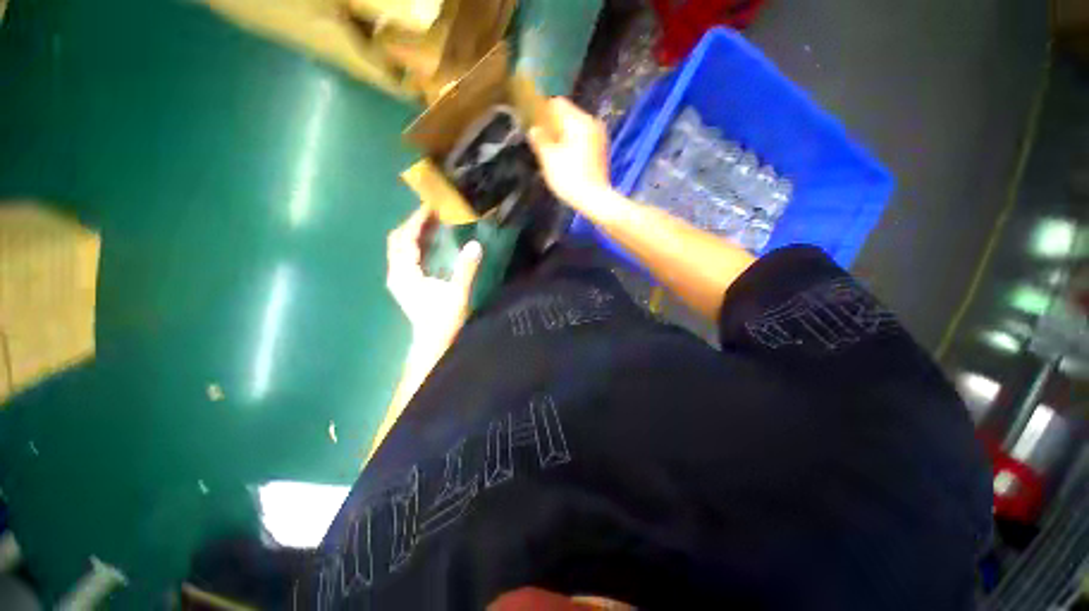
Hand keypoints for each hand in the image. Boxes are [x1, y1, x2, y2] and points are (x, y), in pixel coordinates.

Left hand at [386, 209, 482, 357]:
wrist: (433, 341)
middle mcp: (396, 273)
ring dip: (412, 233)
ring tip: (431, 223)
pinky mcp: (404, 283)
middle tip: (431, 213)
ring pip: (398, 247)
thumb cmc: (444, 319)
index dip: (417, 221)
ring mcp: (398, 278)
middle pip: (397, 239)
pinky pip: (404, 255)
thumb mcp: (458, 293)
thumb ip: (466, 269)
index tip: (430, 206)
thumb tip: (475, 245)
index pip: (406, 239)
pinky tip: (428, 243)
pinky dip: (414, 244)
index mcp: (405, 273)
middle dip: (412, 223)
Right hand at [527, 98, 611, 210]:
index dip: (542, 112)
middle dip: (552, 126)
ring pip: (574, 129)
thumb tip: (534, 129)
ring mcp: (598, 137)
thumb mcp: (549, 159)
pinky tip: (564, 160)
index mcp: (579, 121)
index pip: (558, 104)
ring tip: (551, 153)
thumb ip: (540, 140)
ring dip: (561, 136)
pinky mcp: (600, 150)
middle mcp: (592, 123)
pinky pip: (582, 139)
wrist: (594, 199)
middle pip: (567, 116)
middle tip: (541, 142)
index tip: (533, 124)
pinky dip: (571, 144)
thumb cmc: (569, 178)